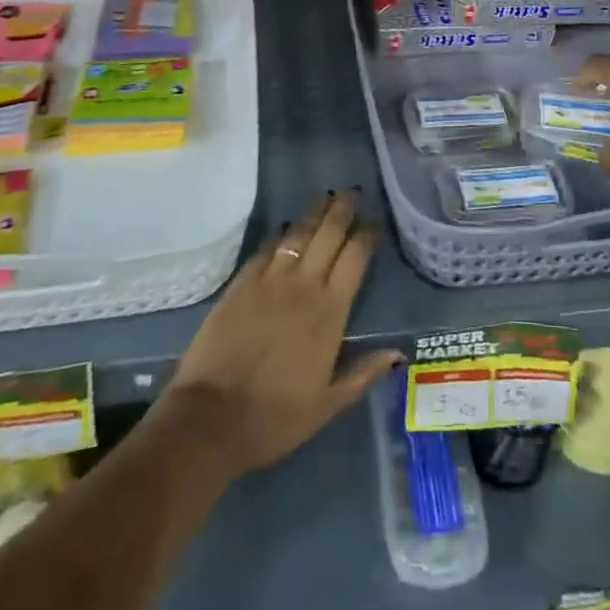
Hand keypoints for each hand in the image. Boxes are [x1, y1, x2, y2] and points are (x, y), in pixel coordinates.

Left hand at [164, 192, 399, 477]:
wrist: (211, 417)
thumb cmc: (275, 416)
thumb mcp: (327, 405)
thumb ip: (363, 375)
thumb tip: (397, 354)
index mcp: (330, 311)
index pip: (355, 257)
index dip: (366, 236)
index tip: (373, 226)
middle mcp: (304, 284)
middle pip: (329, 233)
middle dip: (342, 210)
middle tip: (352, 193)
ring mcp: (270, 279)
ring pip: (298, 233)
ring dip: (314, 213)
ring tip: (325, 198)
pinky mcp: (242, 282)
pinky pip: (267, 248)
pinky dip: (280, 234)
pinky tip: (285, 228)